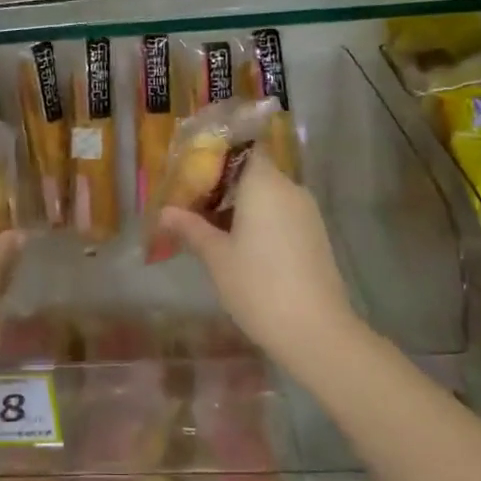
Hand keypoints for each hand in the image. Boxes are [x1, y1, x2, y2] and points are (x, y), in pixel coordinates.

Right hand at [161, 156, 358, 373]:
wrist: (316, 332)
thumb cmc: (258, 285)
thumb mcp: (216, 257)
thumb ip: (190, 228)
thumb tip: (164, 212)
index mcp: (264, 183)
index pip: (242, 148)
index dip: (216, 154)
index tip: (192, 170)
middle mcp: (289, 188)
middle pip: (253, 172)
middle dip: (222, 184)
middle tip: (191, 203)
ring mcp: (306, 212)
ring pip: (267, 194)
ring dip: (240, 205)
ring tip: (209, 226)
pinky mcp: (315, 235)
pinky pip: (281, 213)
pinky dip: (259, 220)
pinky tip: (238, 245)